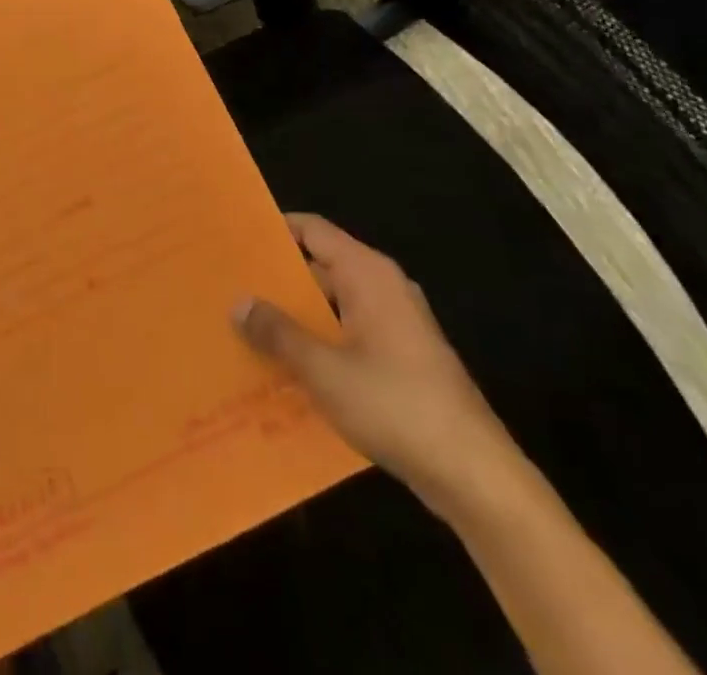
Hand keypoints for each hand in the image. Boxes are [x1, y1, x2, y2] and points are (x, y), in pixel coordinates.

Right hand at [233, 213, 525, 518]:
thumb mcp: (323, 369)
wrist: (476, 477)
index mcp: (368, 274)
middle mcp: (383, 288)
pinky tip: (287, 368)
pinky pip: (349, 334)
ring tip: (247, 328)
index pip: (312, 229)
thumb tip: (238, 303)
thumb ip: (278, 332)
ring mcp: (397, 324)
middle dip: (277, 278)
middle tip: (230, 287)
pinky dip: (320, 342)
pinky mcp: (403, 359)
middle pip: (320, 266)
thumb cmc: (396, 406)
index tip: (234, 238)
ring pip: (333, 305)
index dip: (273, 229)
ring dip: (296, 316)